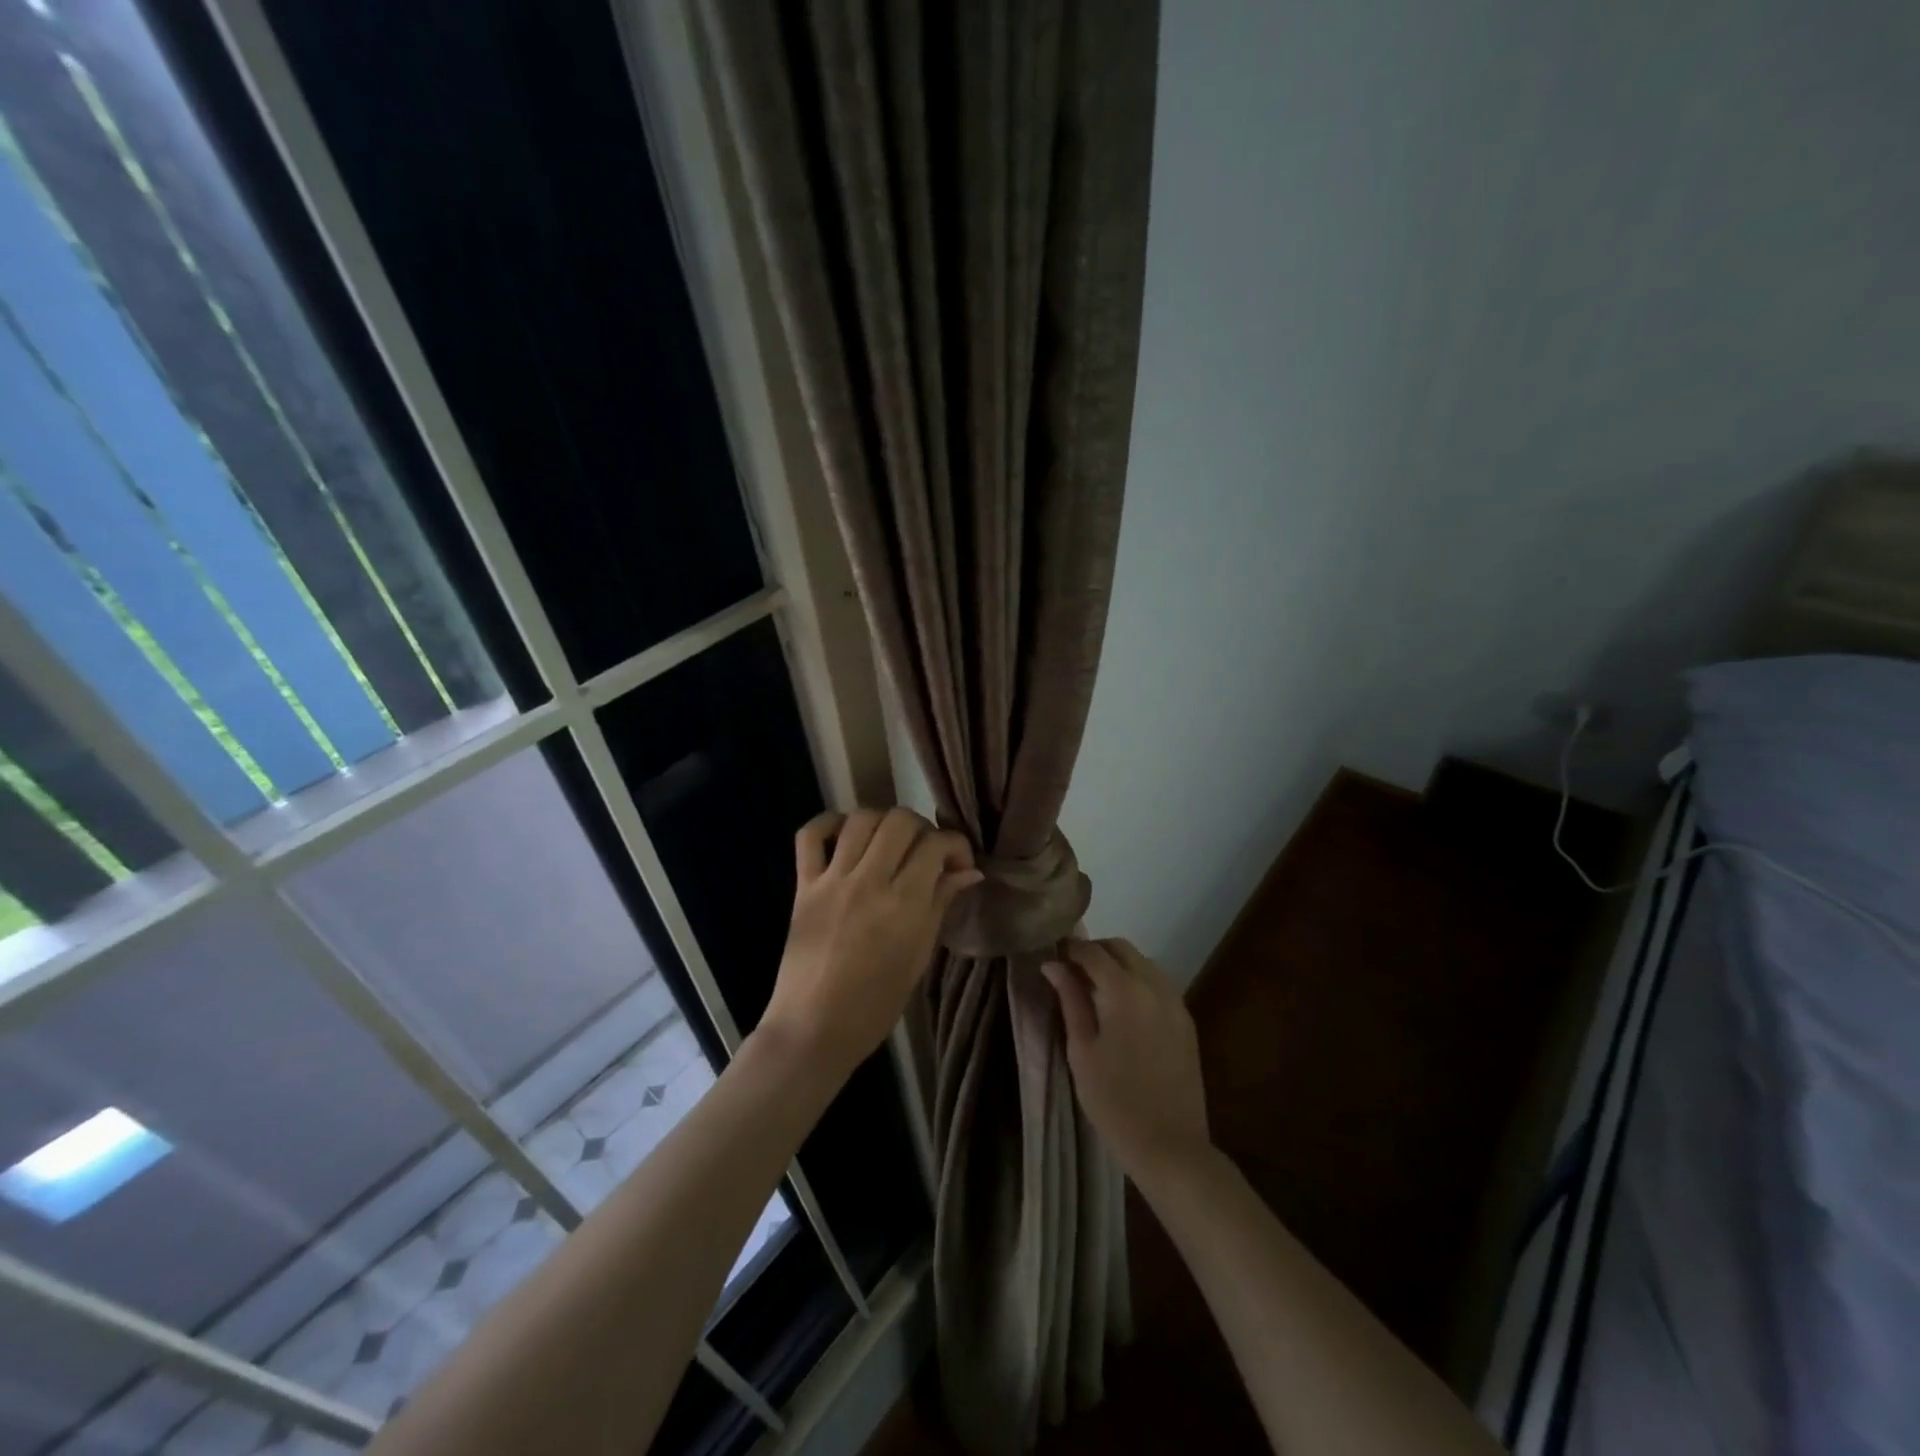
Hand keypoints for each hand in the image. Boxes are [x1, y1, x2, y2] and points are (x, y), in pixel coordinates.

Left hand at [758, 808, 981, 1083]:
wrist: (814, 1030)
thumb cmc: (875, 1005)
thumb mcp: (919, 956)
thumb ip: (941, 904)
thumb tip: (970, 871)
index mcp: (904, 904)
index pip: (936, 845)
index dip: (955, 844)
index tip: (958, 863)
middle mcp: (869, 882)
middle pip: (899, 821)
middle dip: (921, 828)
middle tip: (924, 852)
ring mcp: (832, 880)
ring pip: (860, 819)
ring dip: (882, 822)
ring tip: (888, 844)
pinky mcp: (803, 886)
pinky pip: (809, 835)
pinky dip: (828, 824)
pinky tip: (844, 835)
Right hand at [1042, 938, 1210, 1187]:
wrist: (1170, 1147)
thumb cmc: (1113, 1101)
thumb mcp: (1081, 1050)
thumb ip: (1070, 1000)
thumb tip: (1052, 964)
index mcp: (1124, 992)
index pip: (1093, 951)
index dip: (1070, 948)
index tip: (1053, 957)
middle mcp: (1154, 986)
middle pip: (1121, 948)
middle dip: (1095, 951)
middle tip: (1071, 971)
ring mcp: (1175, 1002)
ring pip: (1143, 962)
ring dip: (1118, 964)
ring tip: (1095, 989)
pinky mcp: (1186, 1020)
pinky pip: (1158, 983)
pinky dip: (1137, 980)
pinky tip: (1122, 1006)